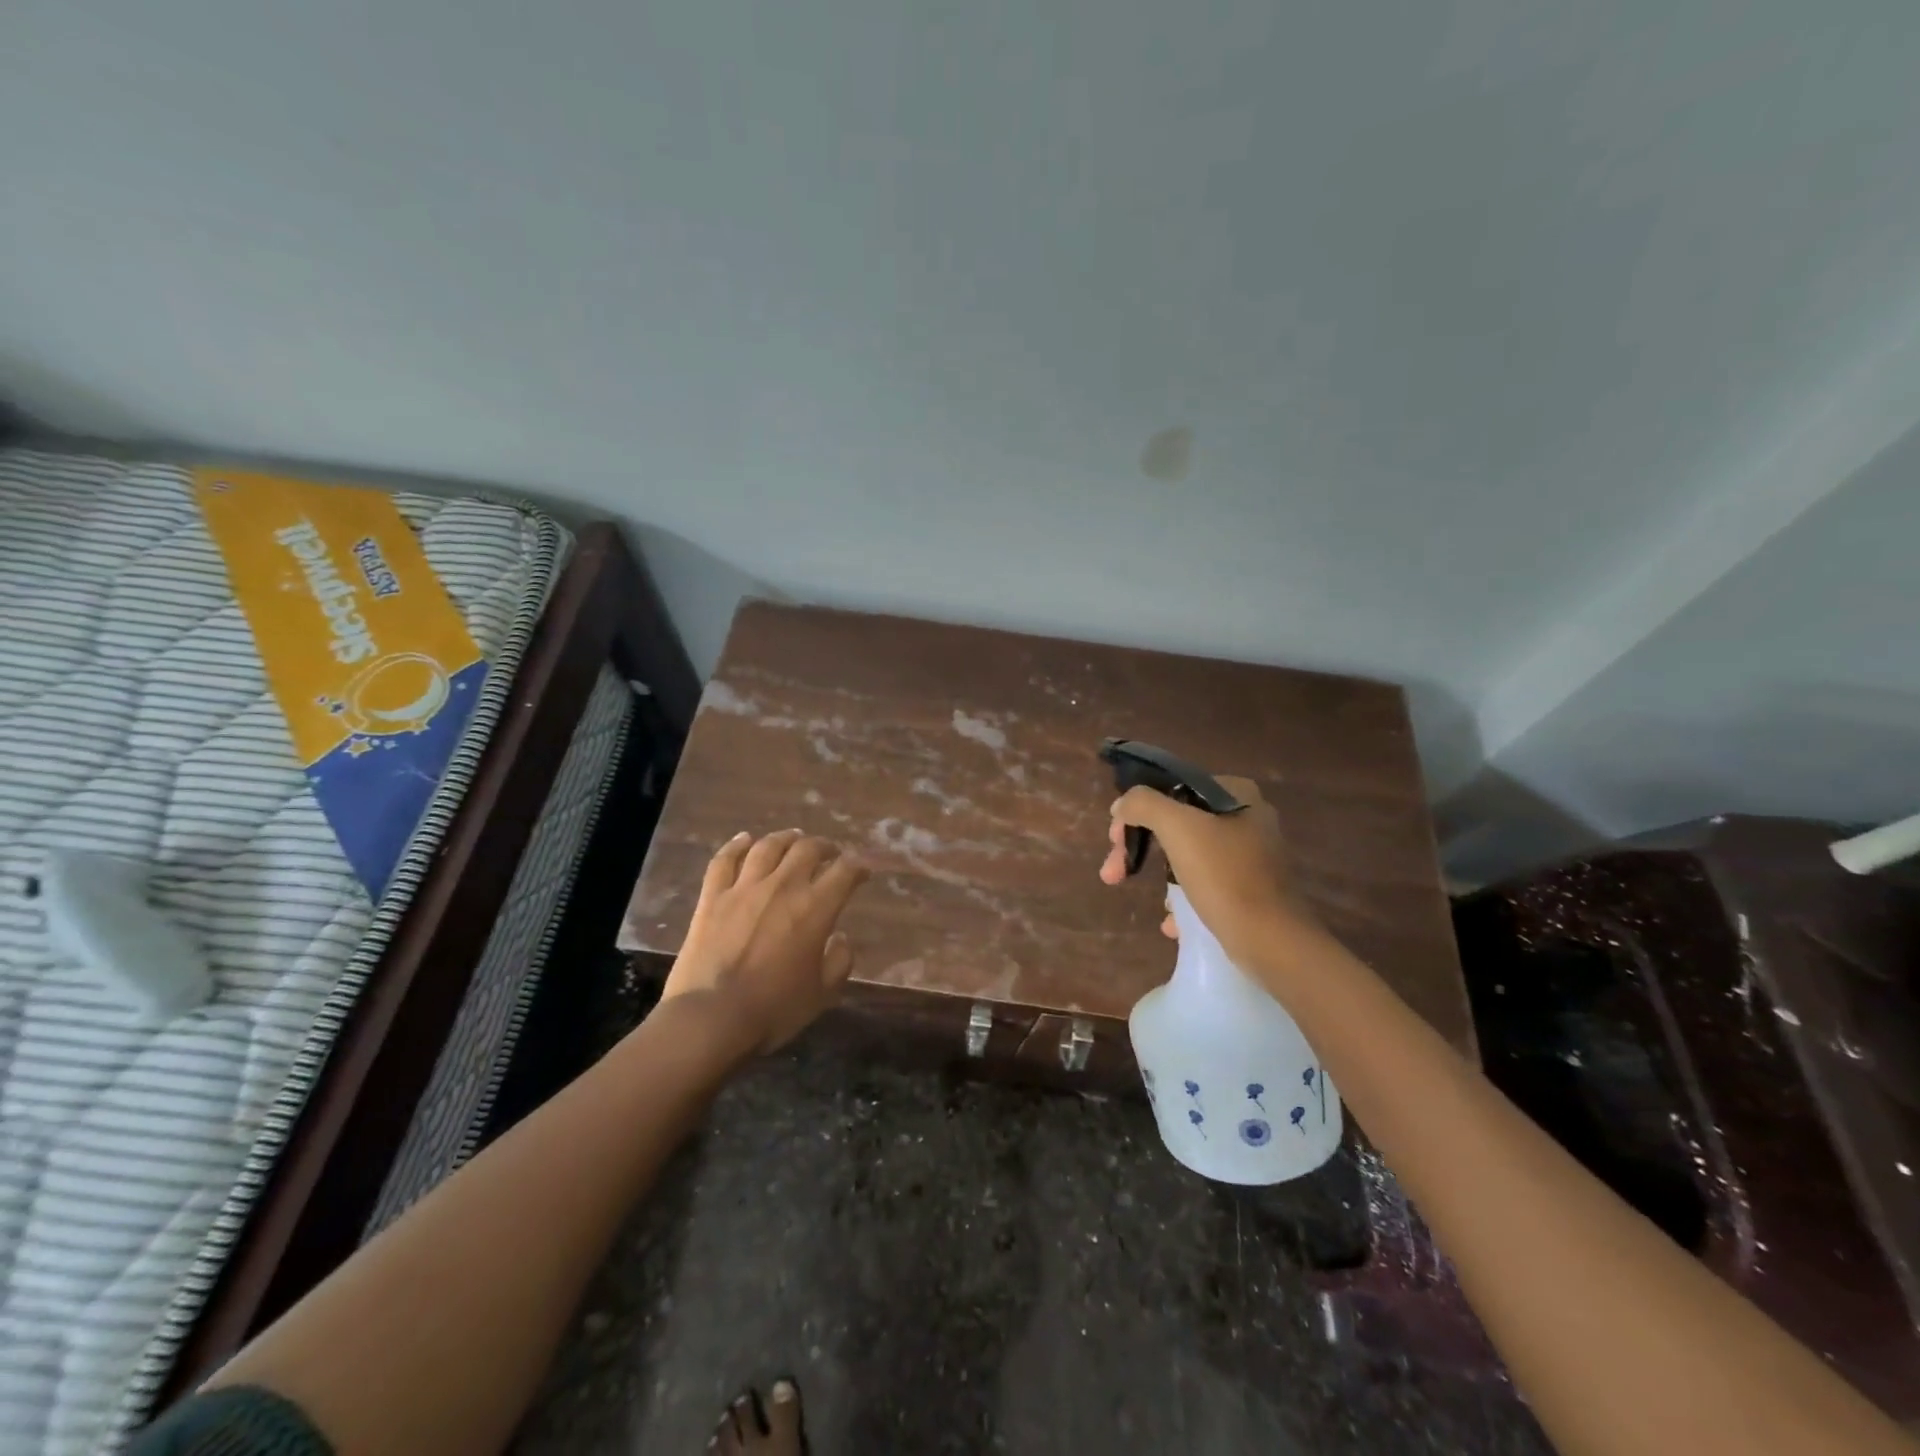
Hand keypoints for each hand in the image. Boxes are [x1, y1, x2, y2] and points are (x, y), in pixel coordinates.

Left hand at [663, 829, 868, 1053]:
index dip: (858, 866)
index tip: (863, 871)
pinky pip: (724, 860)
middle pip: (807, 849)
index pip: (845, 871)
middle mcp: (783, 887)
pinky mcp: (712, 897)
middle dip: (824, 846)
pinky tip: (745, 839)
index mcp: (815, 908)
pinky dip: (736, 845)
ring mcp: (744, 888)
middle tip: (829, 853)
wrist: (711, 1018)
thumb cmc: (774, 1009)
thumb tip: (840, 937)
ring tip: (793, 838)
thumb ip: (839, 961)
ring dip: (785, 838)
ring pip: (768, 847)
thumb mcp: (822, 993)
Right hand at [1097, 775, 1318, 962]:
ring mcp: (1253, 857)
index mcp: (1238, 795)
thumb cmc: (1225, 877)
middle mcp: (1250, 820)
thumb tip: (1122, 804)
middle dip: (1142, 849)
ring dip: (1164, 879)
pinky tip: (1175, 922)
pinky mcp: (1253, 890)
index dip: (1138, 811)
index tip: (1117, 839)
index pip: (1173, 789)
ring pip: (1190, 856)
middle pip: (1178, 824)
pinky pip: (1207, 885)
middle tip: (1114, 873)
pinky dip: (1186, 900)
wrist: (1273, 943)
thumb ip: (1144, 804)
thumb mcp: (1178, 828)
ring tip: (1157, 906)